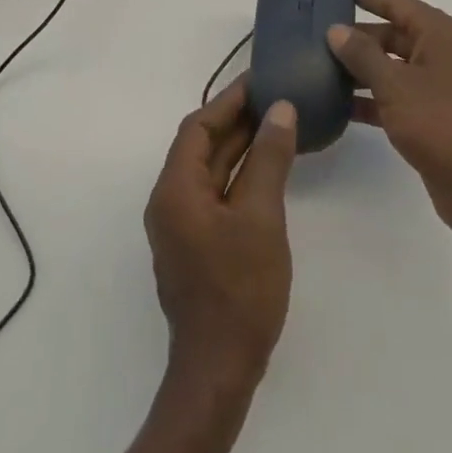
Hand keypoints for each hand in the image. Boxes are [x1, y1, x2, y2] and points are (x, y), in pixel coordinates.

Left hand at [143, 80, 298, 385]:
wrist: (219, 372)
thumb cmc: (239, 290)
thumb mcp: (261, 217)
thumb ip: (269, 158)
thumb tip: (280, 109)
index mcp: (175, 189)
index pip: (198, 127)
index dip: (229, 100)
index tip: (260, 80)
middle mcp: (170, 200)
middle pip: (202, 145)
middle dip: (236, 120)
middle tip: (275, 96)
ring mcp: (181, 225)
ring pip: (210, 169)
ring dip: (239, 145)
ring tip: (276, 122)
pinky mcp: (195, 243)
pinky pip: (216, 192)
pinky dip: (239, 172)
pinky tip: (267, 166)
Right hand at [327, 0, 451, 240]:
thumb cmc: (441, 123)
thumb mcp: (395, 84)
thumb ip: (362, 55)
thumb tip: (337, 30)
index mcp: (440, 35)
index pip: (399, 4)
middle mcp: (444, 55)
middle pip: (396, 36)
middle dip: (360, 37)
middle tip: (320, 35)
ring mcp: (442, 90)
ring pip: (395, 69)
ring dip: (363, 70)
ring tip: (322, 68)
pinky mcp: (437, 121)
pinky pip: (399, 99)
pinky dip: (374, 100)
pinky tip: (342, 107)